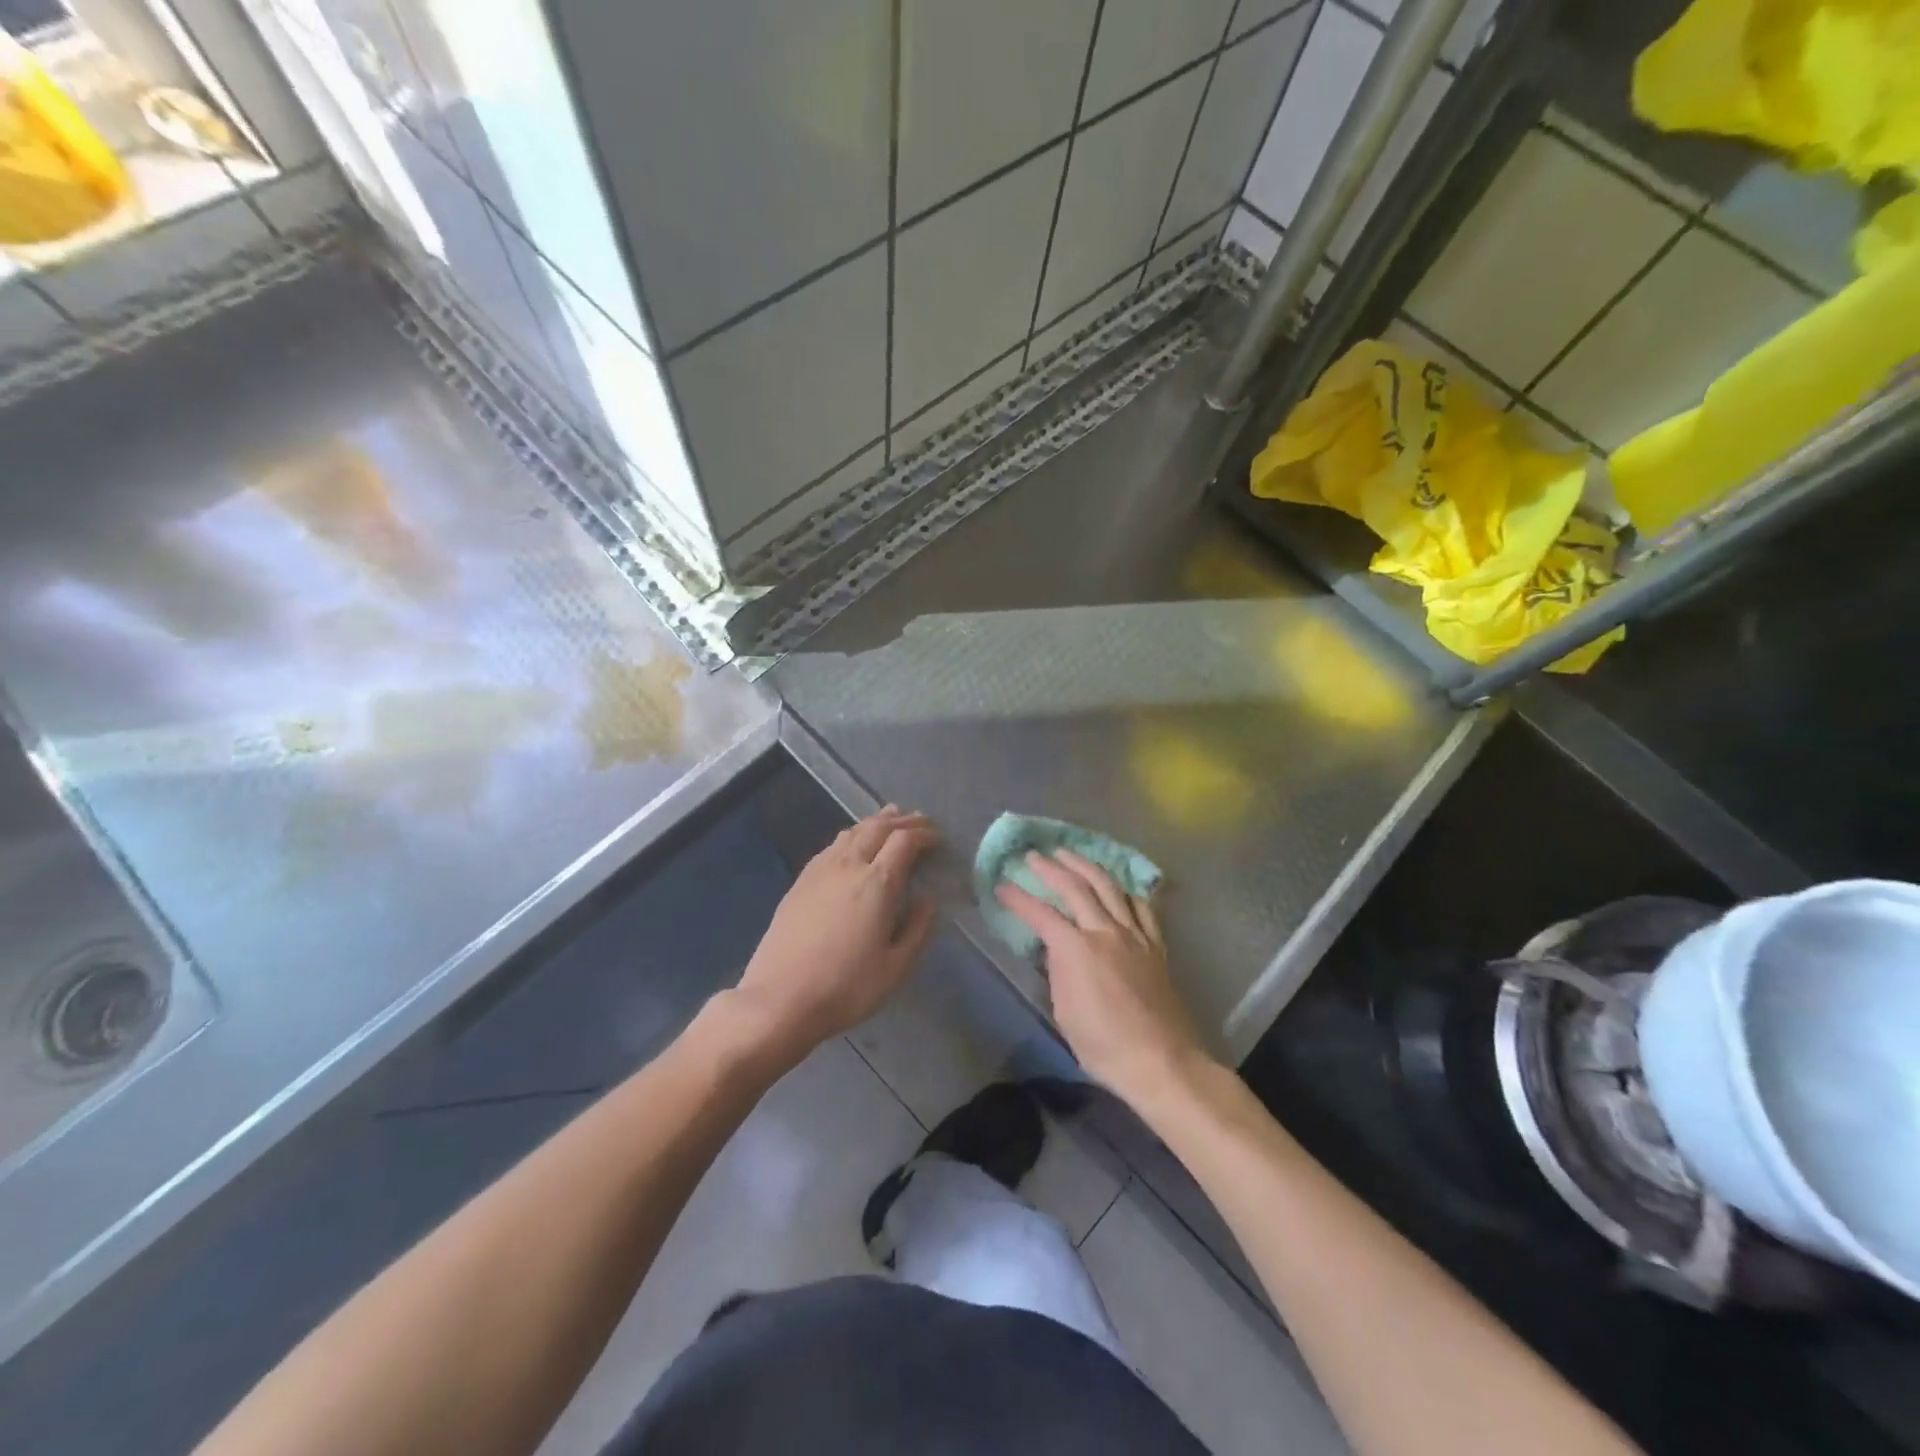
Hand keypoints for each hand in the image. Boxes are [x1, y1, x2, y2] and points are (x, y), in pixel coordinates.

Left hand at [731, 807, 939, 1055]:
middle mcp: (849, 866)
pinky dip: (851, 836)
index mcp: (877, 883)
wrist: (780, 999)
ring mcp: (820, 871)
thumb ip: (918, 928)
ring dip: (875, 822)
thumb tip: (928, 898)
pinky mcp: (800, 882)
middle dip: (902, 821)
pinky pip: (831, 846)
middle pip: (877, 828)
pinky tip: (851, 844)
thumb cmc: (846, 987)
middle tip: (920, 822)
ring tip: (889, 819)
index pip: (904, 841)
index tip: (938, 839)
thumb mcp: (896, 967)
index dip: (924, 835)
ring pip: (851, 832)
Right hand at [996, 850, 1212, 1104]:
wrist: (1161, 1061)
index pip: (1040, 915)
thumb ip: (1058, 973)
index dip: (1018, 898)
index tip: (1001, 885)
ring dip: (1085, 866)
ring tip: (1069, 854)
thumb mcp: (1064, 1013)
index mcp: (1076, 950)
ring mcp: (1135, 934)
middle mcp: (1105, 932)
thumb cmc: (1104, 1046)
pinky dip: (1125, 890)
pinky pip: (1141, 906)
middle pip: (1075, 887)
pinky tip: (1117, 886)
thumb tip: (1056, 951)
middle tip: (1033, 855)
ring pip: (1109, 886)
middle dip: (1050, 868)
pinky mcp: (1155, 944)